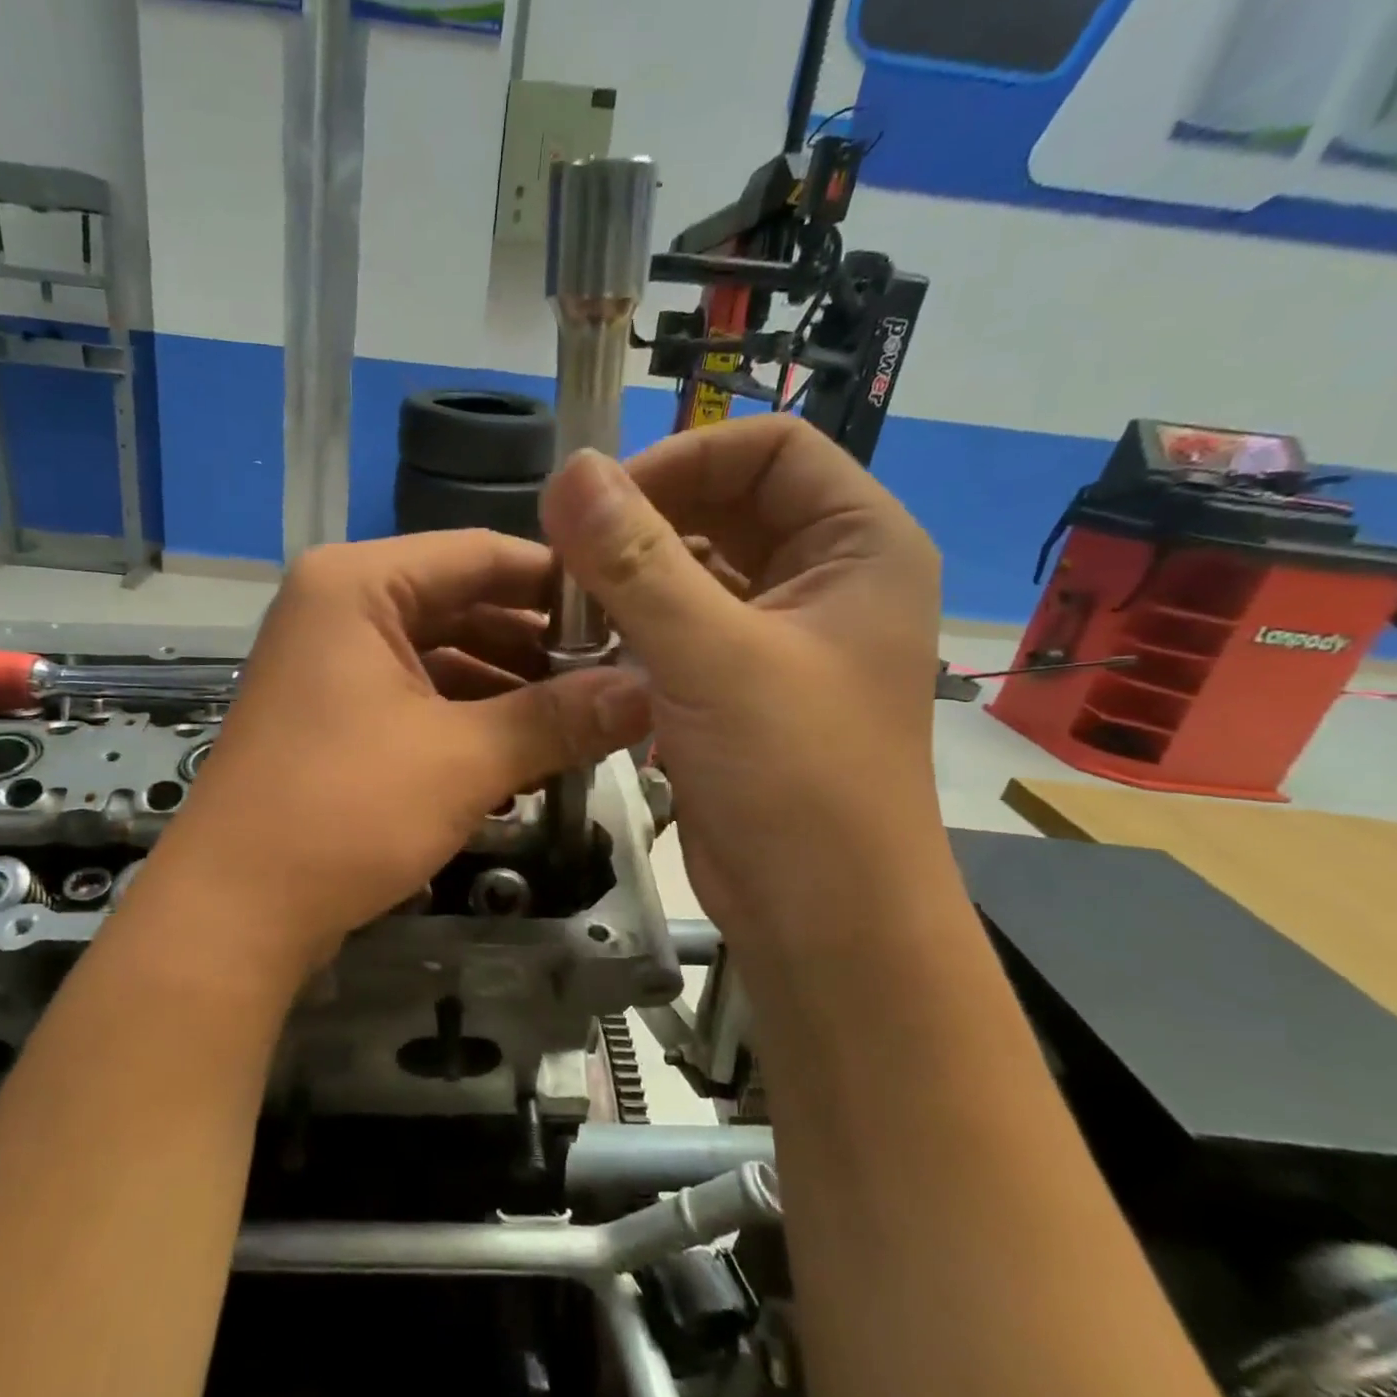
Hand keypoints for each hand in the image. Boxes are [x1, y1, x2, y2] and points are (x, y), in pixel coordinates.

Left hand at [143, 531, 651, 985]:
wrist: (234, 911)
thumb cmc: (344, 813)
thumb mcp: (464, 760)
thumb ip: (558, 718)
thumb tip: (647, 691)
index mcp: (358, 585)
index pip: (481, 554)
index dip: (560, 583)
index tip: (630, 615)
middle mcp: (339, 609)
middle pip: (462, 604)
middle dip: (538, 646)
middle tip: (616, 679)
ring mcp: (332, 663)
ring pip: (443, 656)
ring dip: (509, 689)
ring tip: (583, 721)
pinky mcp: (334, 715)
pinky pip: (417, 697)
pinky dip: (469, 720)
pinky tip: (526, 752)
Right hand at [538, 415, 943, 951]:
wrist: (820, 914)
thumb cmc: (793, 777)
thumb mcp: (710, 657)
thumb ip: (637, 560)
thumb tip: (571, 470)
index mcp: (858, 546)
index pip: (770, 449)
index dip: (685, 457)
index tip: (603, 502)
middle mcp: (827, 580)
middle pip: (730, 505)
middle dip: (649, 518)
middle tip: (571, 549)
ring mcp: (783, 637)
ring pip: (699, 570)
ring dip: (636, 576)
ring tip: (572, 599)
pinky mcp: (743, 687)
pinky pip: (684, 627)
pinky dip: (638, 626)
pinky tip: (592, 646)